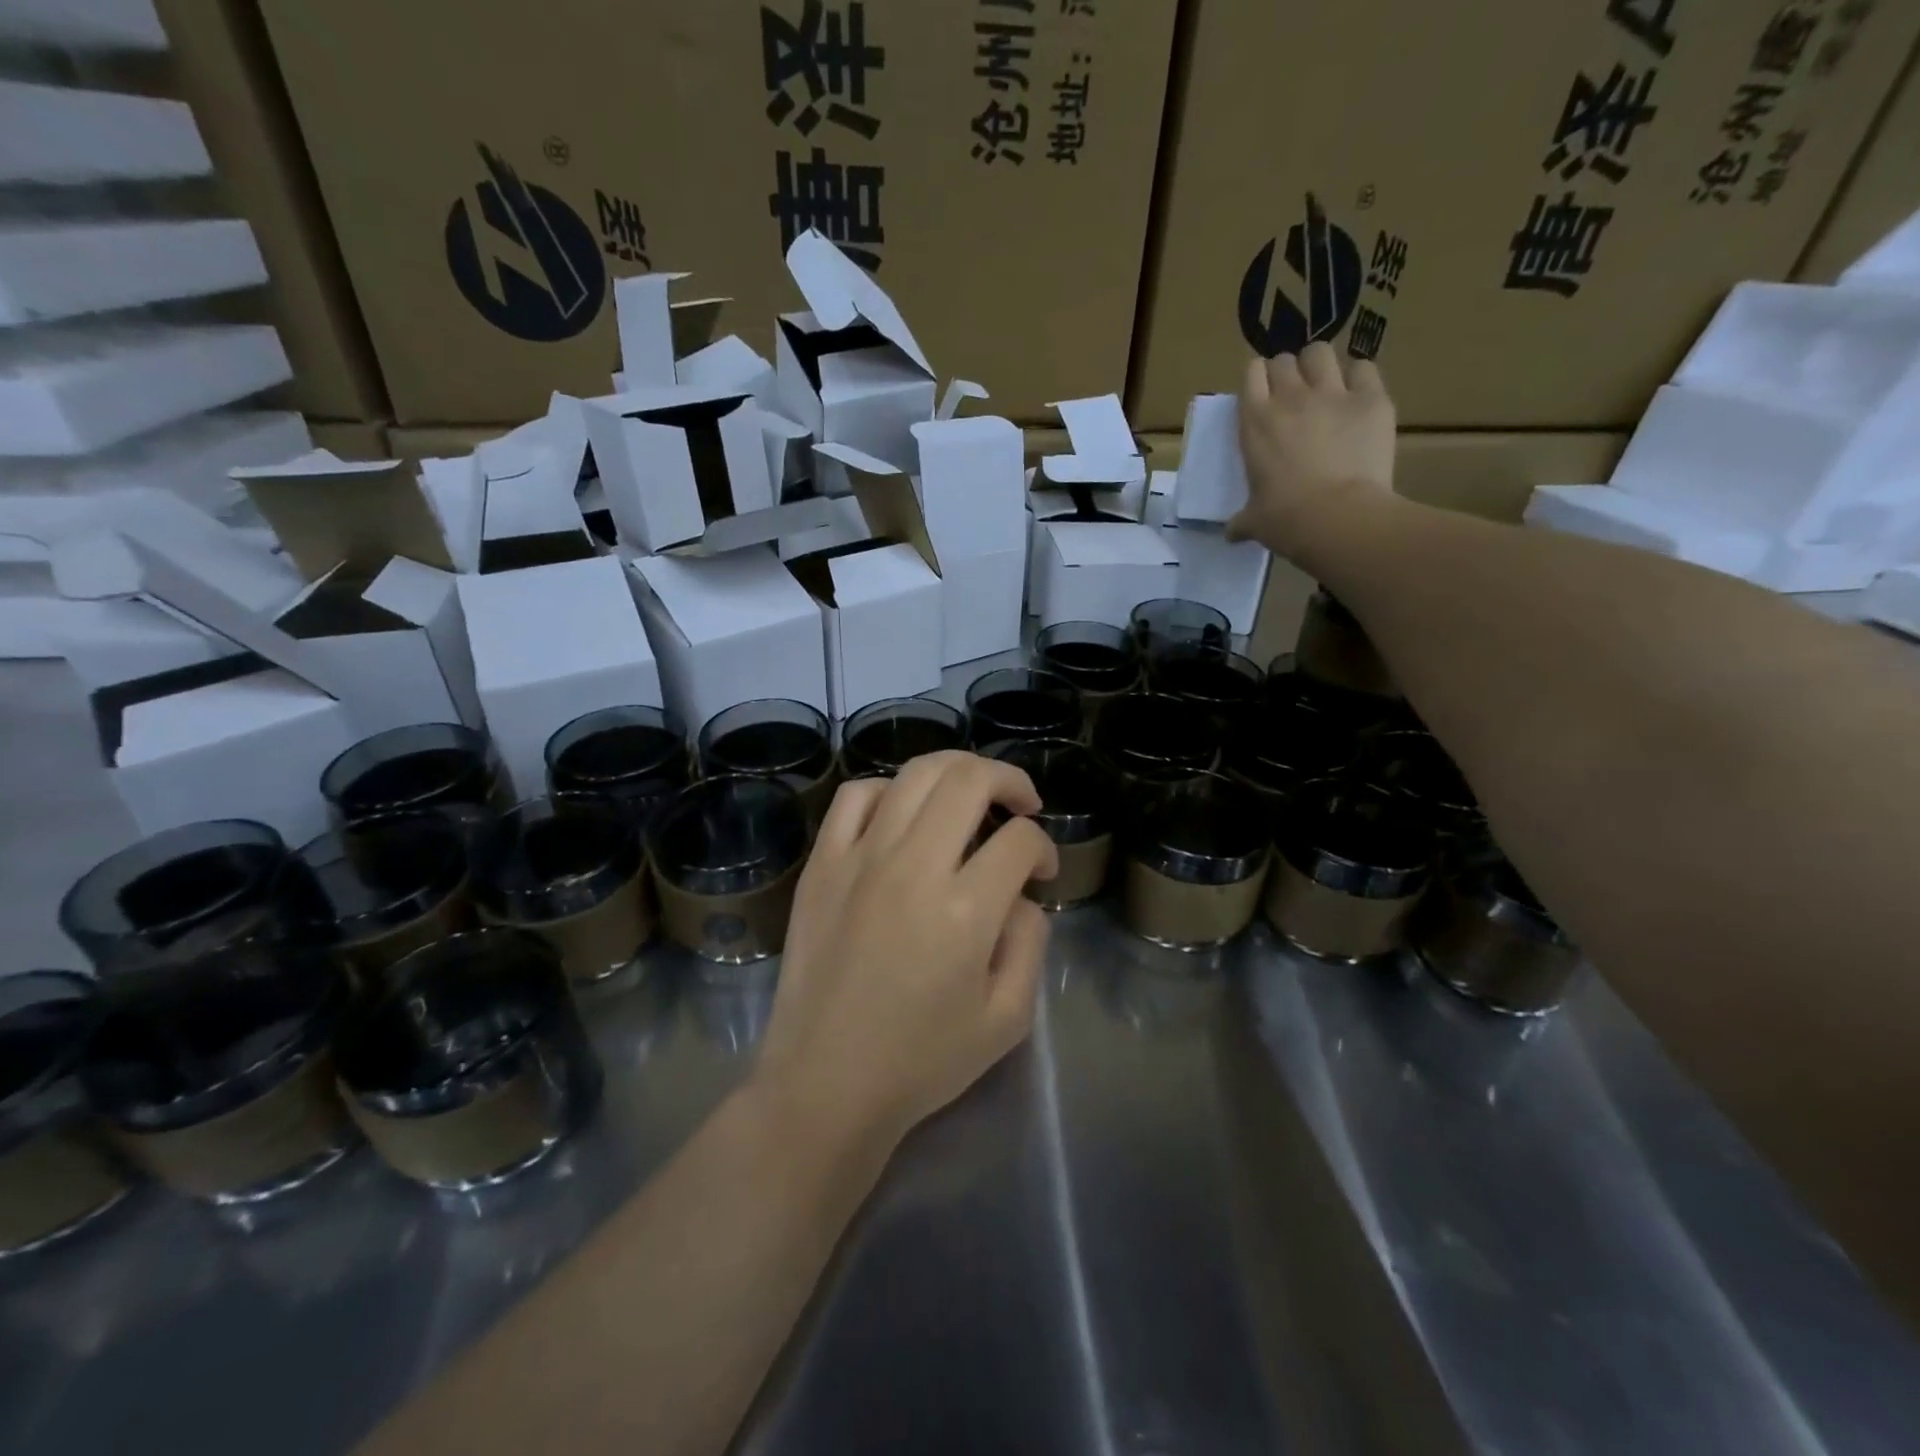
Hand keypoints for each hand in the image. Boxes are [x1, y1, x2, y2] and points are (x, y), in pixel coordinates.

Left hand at [753, 752, 1059, 1153]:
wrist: (824, 1084)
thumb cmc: (921, 1061)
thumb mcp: (1007, 1019)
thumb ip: (1030, 942)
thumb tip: (1021, 894)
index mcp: (965, 910)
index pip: (1020, 840)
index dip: (1044, 847)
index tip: (1042, 870)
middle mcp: (912, 867)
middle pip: (969, 779)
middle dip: (1009, 780)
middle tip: (1022, 805)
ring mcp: (860, 859)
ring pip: (915, 774)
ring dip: (956, 771)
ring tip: (971, 793)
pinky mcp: (822, 864)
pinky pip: (855, 796)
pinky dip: (888, 789)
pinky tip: (902, 812)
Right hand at [1230, 341, 1395, 557]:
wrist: (1338, 517)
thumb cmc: (1285, 519)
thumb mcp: (1254, 520)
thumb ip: (1242, 520)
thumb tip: (1231, 534)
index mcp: (1255, 422)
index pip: (1252, 373)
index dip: (1258, 379)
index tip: (1262, 394)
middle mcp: (1290, 397)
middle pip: (1285, 360)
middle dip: (1287, 372)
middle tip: (1292, 394)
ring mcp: (1333, 393)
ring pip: (1320, 353)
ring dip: (1319, 366)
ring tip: (1324, 386)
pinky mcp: (1371, 398)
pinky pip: (1363, 368)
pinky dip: (1358, 377)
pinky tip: (1357, 396)